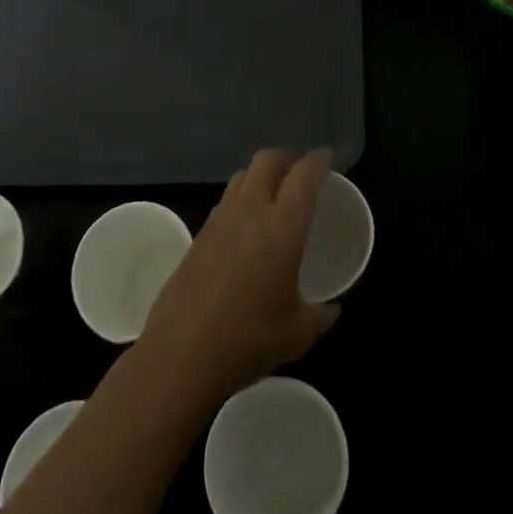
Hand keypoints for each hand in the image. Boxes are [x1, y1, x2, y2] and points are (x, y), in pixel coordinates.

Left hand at [137, 148, 340, 406]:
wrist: (181, 355)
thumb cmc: (248, 340)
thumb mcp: (296, 334)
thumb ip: (319, 316)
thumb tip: (332, 309)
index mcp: (283, 227)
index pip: (304, 175)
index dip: (318, 160)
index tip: (328, 158)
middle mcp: (250, 211)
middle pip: (267, 160)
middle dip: (287, 159)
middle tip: (300, 175)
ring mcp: (219, 220)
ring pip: (241, 176)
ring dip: (260, 176)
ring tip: (272, 197)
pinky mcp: (197, 235)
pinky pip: (224, 201)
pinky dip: (240, 200)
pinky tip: (245, 229)